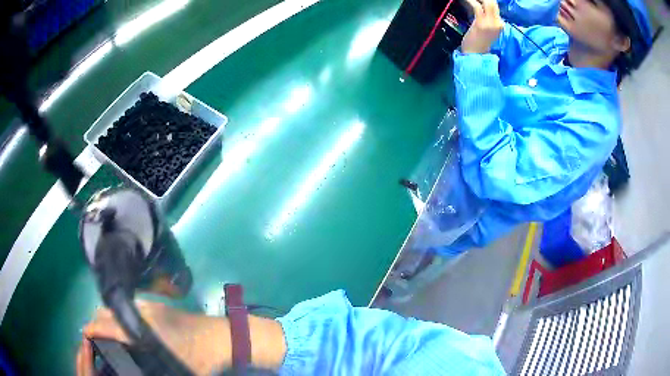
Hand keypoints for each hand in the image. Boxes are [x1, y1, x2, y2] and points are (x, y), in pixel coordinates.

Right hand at [76, 300, 230, 375]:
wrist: (221, 336)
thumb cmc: (200, 358)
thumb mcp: (177, 372)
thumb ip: (151, 371)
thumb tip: (132, 370)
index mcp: (142, 329)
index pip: (107, 324)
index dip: (92, 329)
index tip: (85, 336)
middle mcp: (141, 312)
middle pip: (108, 311)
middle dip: (97, 323)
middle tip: (96, 339)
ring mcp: (148, 305)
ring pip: (117, 307)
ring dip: (108, 318)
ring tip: (107, 335)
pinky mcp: (156, 305)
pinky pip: (128, 306)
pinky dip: (119, 314)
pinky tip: (125, 329)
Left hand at [461, 0, 504, 53]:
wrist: (475, 55)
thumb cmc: (479, 43)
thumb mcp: (487, 29)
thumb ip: (488, 19)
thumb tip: (483, 8)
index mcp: (500, 24)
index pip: (496, 7)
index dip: (488, 1)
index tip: (482, 0)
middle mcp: (498, 23)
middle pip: (494, 3)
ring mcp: (491, 23)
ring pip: (488, 2)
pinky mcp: (481, 23)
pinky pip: (477, 6)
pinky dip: (470, 1)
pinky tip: (466, 0)